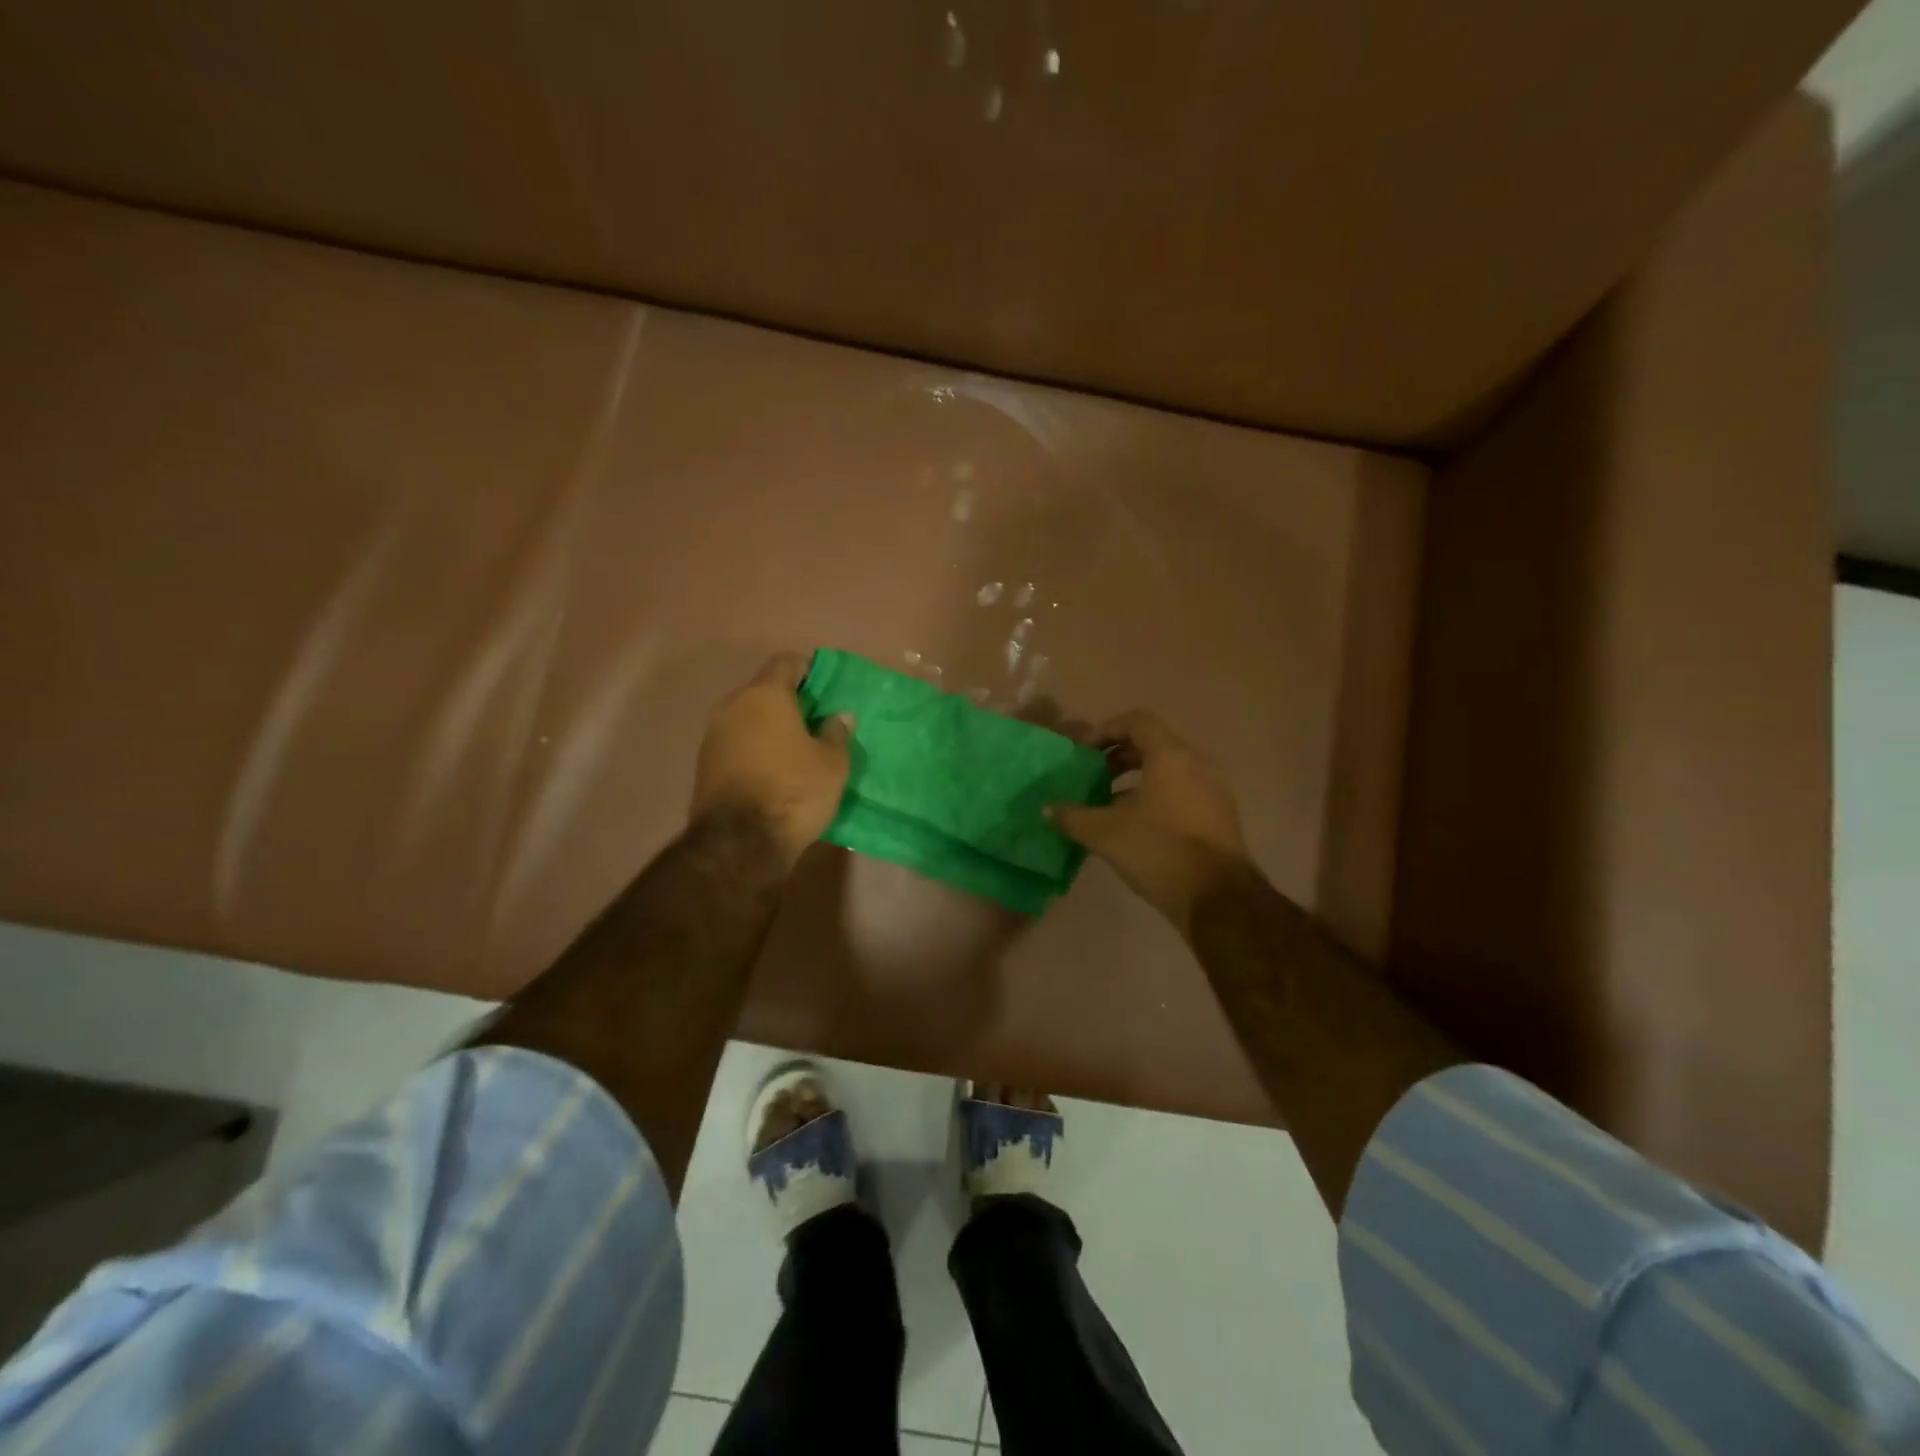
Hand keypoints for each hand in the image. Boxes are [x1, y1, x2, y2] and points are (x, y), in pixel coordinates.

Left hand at [691, 653, 852, 868]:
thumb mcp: (832, 764)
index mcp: (764, 694)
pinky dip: (754, 749)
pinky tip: (774, 770)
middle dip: (788, 701)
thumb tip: (839, 716)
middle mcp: (732, 705)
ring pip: (747, 718)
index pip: (786, 662)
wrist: (739, 844)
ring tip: (796, 749)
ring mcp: (712, 735)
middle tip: (815, 721)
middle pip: (763, 690)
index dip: (808, 670)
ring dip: (769, 727)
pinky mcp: (704, 764)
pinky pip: (736, 744)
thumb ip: (837, 733)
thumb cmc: (794, 791)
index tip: (826, 689)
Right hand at [1049, 709, 1250, 932]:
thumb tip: (1048, 810)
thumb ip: (1073, 817)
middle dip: (1118, 757)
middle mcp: (1197, 763)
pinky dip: (1156, 796)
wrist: (1219, 899)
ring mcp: (1213, 789)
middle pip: (1153, 744)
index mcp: (1171, 756)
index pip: (1137, 722)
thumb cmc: (1160, 851)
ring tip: (1109, 804)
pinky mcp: (1219, 815)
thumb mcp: (1106, 834)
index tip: (1084, 753)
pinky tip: (1136, 826)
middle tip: (1093, 777)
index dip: (1106, 731)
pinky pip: (1182, 791)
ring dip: (1136, 779)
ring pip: (1168, 770)